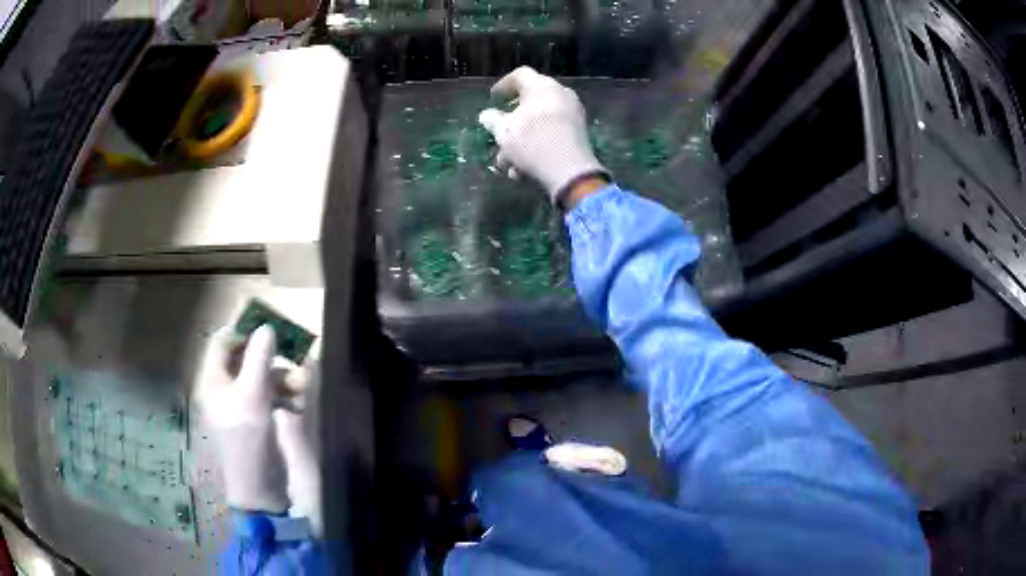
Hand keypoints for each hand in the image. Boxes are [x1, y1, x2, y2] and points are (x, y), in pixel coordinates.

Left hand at [195, 325, 288, 512]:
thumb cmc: (248, 440)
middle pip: (244, 358)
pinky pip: (270, 396)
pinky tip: (298, 404)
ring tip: (301, 386)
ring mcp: (241, 404)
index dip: (242, 330)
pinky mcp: (257, 418)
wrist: (260, 488)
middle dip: (270, 357)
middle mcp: (225, 388)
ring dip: (282, 378)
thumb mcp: (252, 397)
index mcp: (213, 380)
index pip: (222, 342)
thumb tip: (267, 327)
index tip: (267, 324)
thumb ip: (259, 360)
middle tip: (291, 351)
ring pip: (261, 377)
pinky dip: (284, 396)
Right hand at [479, 67, 608, 204]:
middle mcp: (561, 94)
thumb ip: (492, 120)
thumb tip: (487, 115)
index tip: (493, 99)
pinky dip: (536, 144)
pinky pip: (552, 132)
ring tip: (507, 160)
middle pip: (531, 99)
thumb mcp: (503, 132)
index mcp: (542, 86)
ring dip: (521, 138)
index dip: (503, 85)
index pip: (520, 75)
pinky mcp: (579, 133)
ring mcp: (573, 114)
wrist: (570, 172)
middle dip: (512, 118)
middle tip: (500, 129)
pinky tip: (523, 168)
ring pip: (540, 120)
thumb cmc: (532, 144)